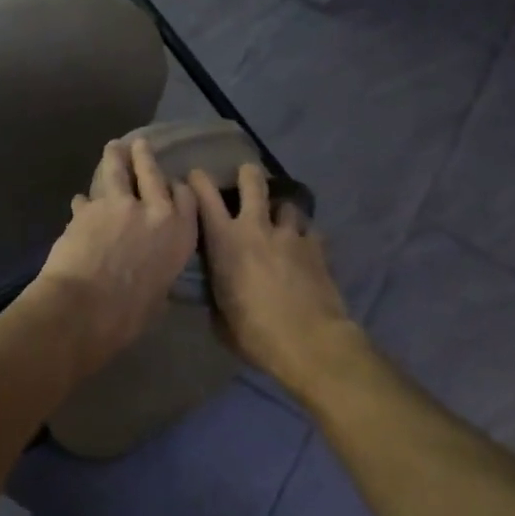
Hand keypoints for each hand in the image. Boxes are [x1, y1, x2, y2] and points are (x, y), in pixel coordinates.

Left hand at [33, 138, 199, 368]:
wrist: (85, 308)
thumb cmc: (130, 315)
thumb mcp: (159, 294)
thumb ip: (159, 270)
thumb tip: (150, 270)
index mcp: (180, 233)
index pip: (185, 197)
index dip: (176, 187)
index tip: (171, 183)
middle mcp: (154, 210)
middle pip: (151, 172)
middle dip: (145, 156)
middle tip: (140, 144)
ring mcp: (119, 205)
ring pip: (117, 171)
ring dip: (114, 157)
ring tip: (113, 147)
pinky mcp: (87, 208)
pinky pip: (86, 199)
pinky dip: (84, 202)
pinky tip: (79, 202)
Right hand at [191, 163, 357, 392]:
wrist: (308, 340)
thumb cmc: (254, 333)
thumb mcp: (220, 316)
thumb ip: (216, 292)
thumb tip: (215, 288)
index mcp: (225, 242)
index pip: (205, 198)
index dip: (199, 181)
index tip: (197, 175)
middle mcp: (256, 228)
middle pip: (253, 183)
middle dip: (248, 174)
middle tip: (247, 174)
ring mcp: (290, 234)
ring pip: (286, 204)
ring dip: (281, 209)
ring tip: (281, 218)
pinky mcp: (317, 245)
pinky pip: (310, 229)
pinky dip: (305, 233)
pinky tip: (305, 245)